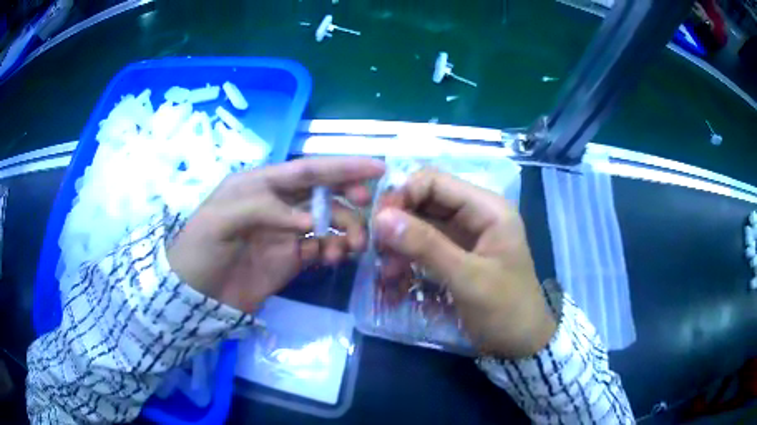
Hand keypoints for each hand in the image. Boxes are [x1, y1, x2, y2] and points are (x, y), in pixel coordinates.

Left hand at [167, 157, 385, 311]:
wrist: (195, 297)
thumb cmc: (200, 251)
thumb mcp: (220, 220)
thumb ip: (263, 210)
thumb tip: (311, 221)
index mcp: (260, 184)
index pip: (307, 169)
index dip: (342, 166)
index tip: (378, 168)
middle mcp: (278, 203)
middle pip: (324, 191)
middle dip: (349, 196)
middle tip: (365, 208)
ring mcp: (286, 232)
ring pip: (328, 221)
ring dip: (346, 229)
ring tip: (352, 248)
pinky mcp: (291, 259)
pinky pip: (321, 248)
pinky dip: (333, 251)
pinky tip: (332, 259)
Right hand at [373, 169, 555, 358]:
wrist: (521, 345)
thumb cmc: (505, 310)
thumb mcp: (468, 279)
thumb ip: (426, 246)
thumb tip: (381, 217)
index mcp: (487, 208)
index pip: (435, 181)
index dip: (403, 194)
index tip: (377, 222)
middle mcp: (475, 214)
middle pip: (425, 201)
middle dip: (397, 221)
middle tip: (375, 247)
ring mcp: (464, 236)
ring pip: (420, 225)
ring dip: (398, 243)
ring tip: (386, 271)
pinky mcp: (455, 256)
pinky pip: (423, 247)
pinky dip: (406, 258)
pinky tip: (393, 278)